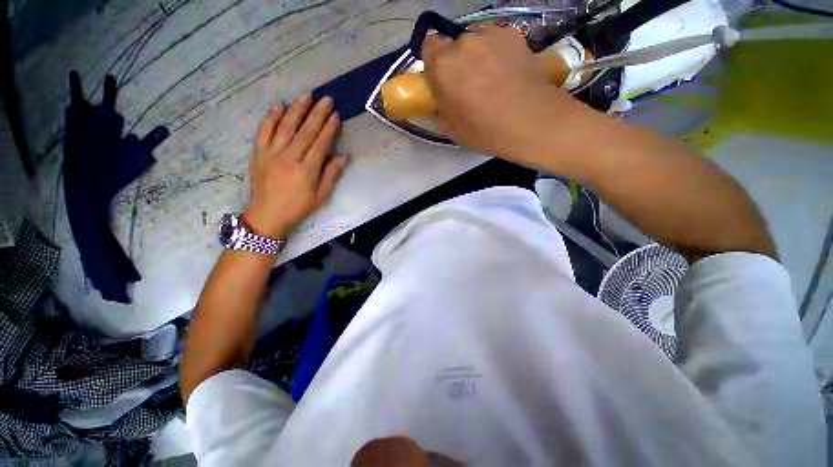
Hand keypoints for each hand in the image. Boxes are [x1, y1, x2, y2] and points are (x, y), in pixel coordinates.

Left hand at [243, 94, 345, 238]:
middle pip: (305, 131)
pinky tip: (278, 106)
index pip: (320, 143)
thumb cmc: (299, 206)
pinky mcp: (258, 152)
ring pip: (285, 126)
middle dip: (317, 113)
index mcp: (307, 169)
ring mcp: (271, 153)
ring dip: (297, 109)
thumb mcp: (321, 196)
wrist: (268, 214)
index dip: (329, 128)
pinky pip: (264, 131)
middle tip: (326, 99)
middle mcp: (289, 157)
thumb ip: (331, 175)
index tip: (336, 115)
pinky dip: (270, 117)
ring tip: (306, 96)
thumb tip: (342, 156)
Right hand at [421, 26, 584, 162]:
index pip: (428, 45)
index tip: (442, 79)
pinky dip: (498, 53)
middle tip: (468, 85)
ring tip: (492, 79)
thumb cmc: (483, 129)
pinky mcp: (514, 35)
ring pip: (477, 41)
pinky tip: (508, 73)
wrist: (529, 121)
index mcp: (443, 65)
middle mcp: (464, 42)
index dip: (434, 62)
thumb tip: (439, 102)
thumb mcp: (451, 129)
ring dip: (478, 55)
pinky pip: (498, 41)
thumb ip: (439, 109)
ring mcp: (492, 35)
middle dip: (457, 61)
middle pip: (454, 44)